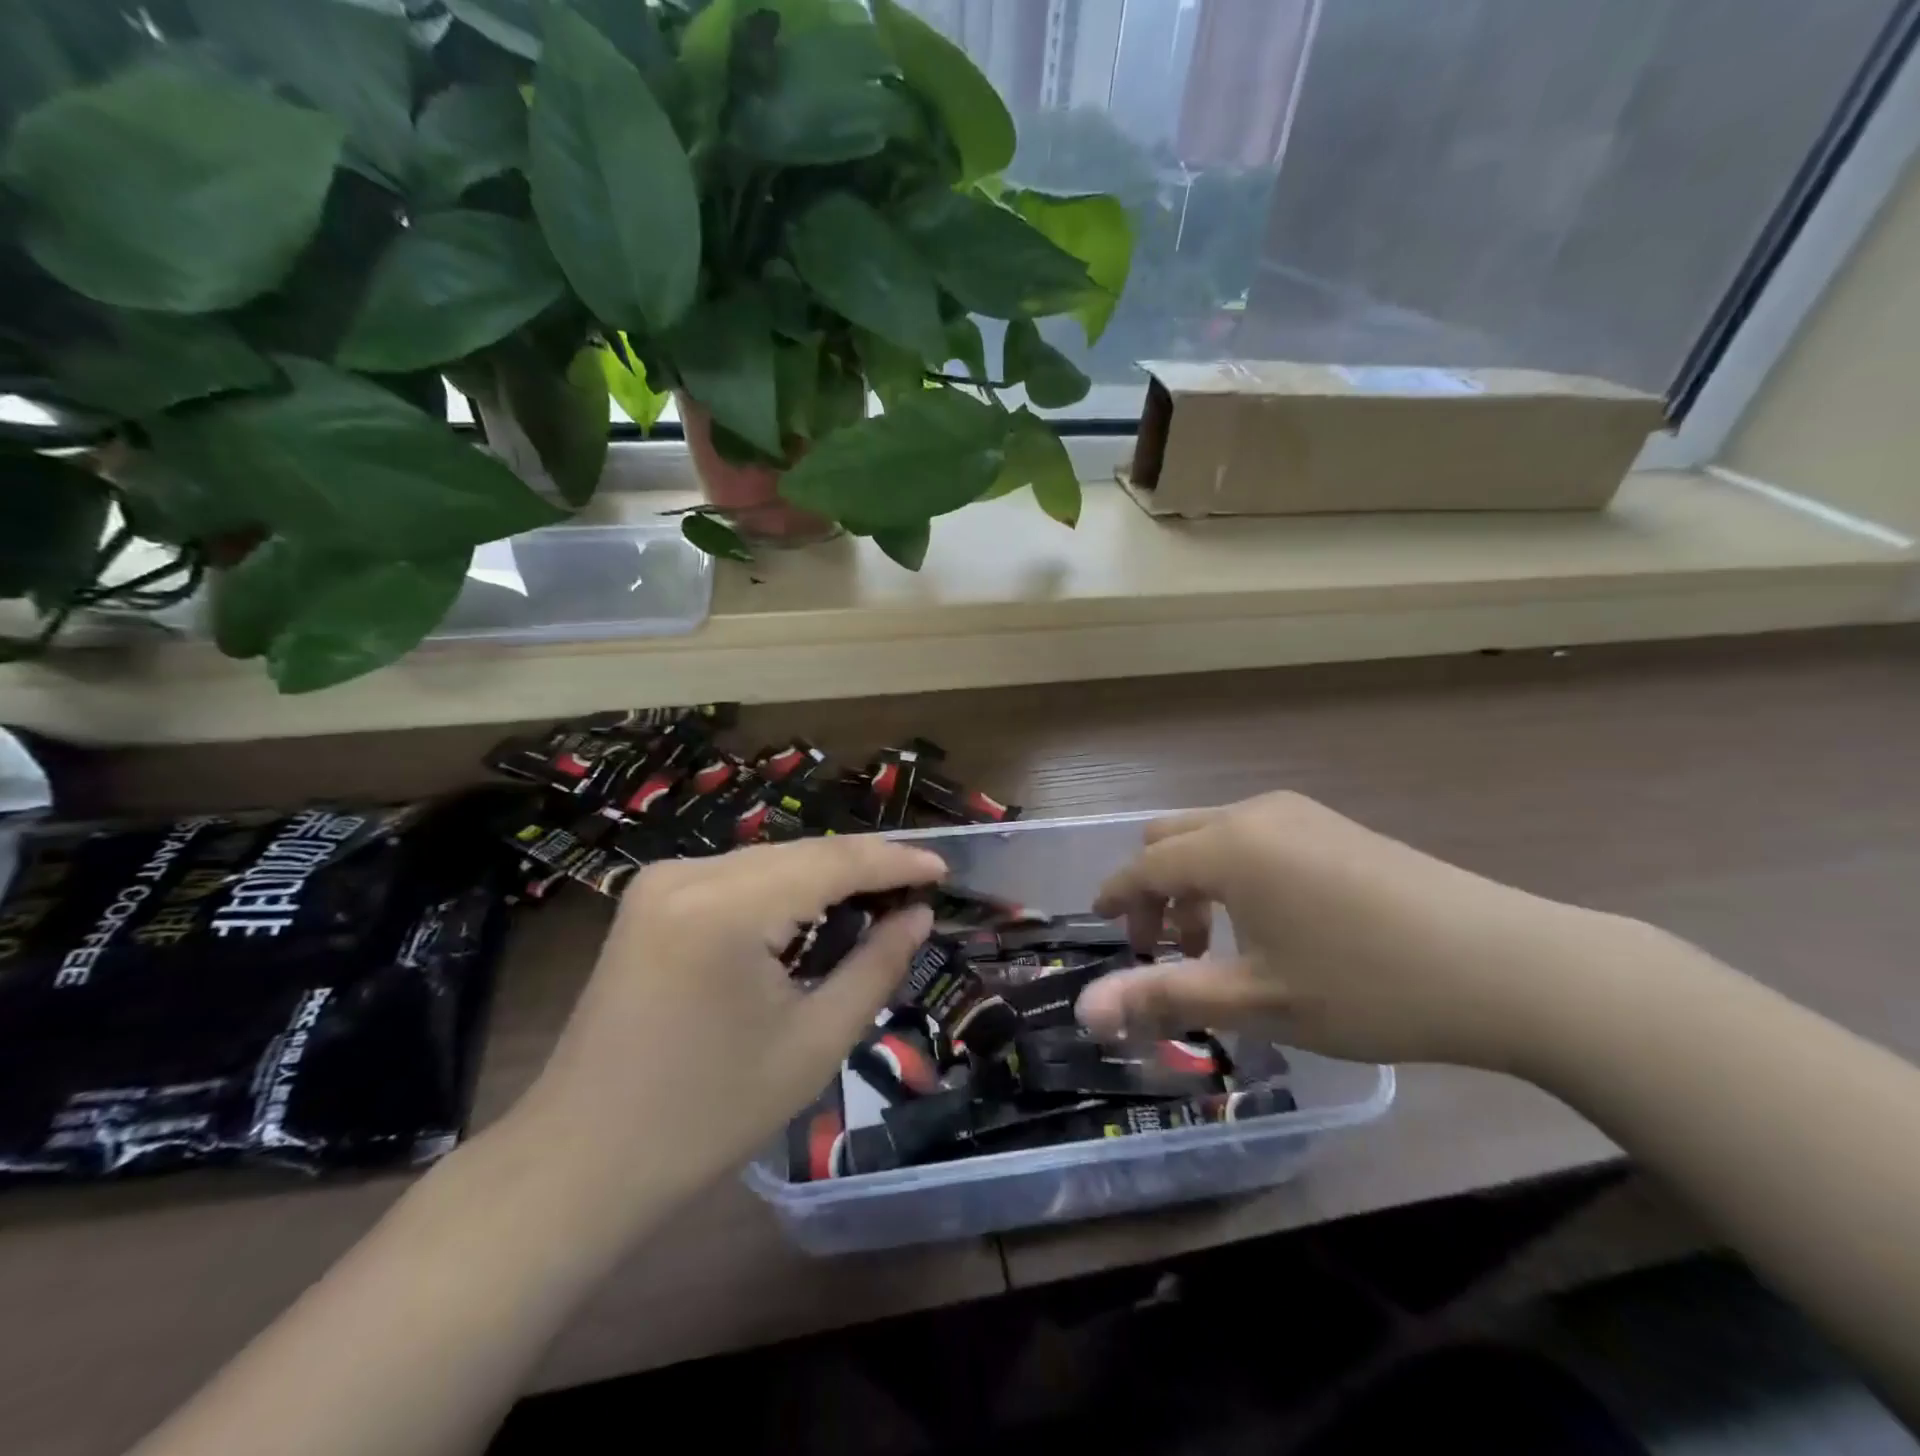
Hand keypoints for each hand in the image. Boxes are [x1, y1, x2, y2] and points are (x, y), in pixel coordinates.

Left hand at [503, 836, 944, 1215]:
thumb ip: (876, 965)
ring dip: (826, 877)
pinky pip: (738, 878)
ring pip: (770, 861)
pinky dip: (785, 890)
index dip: (895, 860)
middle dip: (864, 867)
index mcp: (726, 907)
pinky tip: (816, 912)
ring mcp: (661, 882)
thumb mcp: (814, 1043)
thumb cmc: (708, 1116)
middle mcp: (688, 873)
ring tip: (880, 899)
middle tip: (919, 889)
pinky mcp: (650, 899)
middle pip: (801, 853)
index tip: (945, 868)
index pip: (832, 861)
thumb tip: (918, 915)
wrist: (581, 1162)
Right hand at [1076, 792, 1620, 1069]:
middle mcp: (1255, 815)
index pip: (1144, 866)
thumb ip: (1165, 996)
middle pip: (1172, 839)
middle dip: (1152, 891)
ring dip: (1194, 883)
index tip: (1102, 929)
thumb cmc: (1368, 986)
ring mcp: (1300, 815)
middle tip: (1164, 950)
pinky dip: (1234, 873)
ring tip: (1216, 945)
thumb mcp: (1258, 1001)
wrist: (1510, 967)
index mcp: (1228, 847)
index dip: (1116, 898)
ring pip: (1214, 836)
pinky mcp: (1335, 827)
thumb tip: (1086, 1011)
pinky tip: (1268, 924)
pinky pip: (1255, 838)